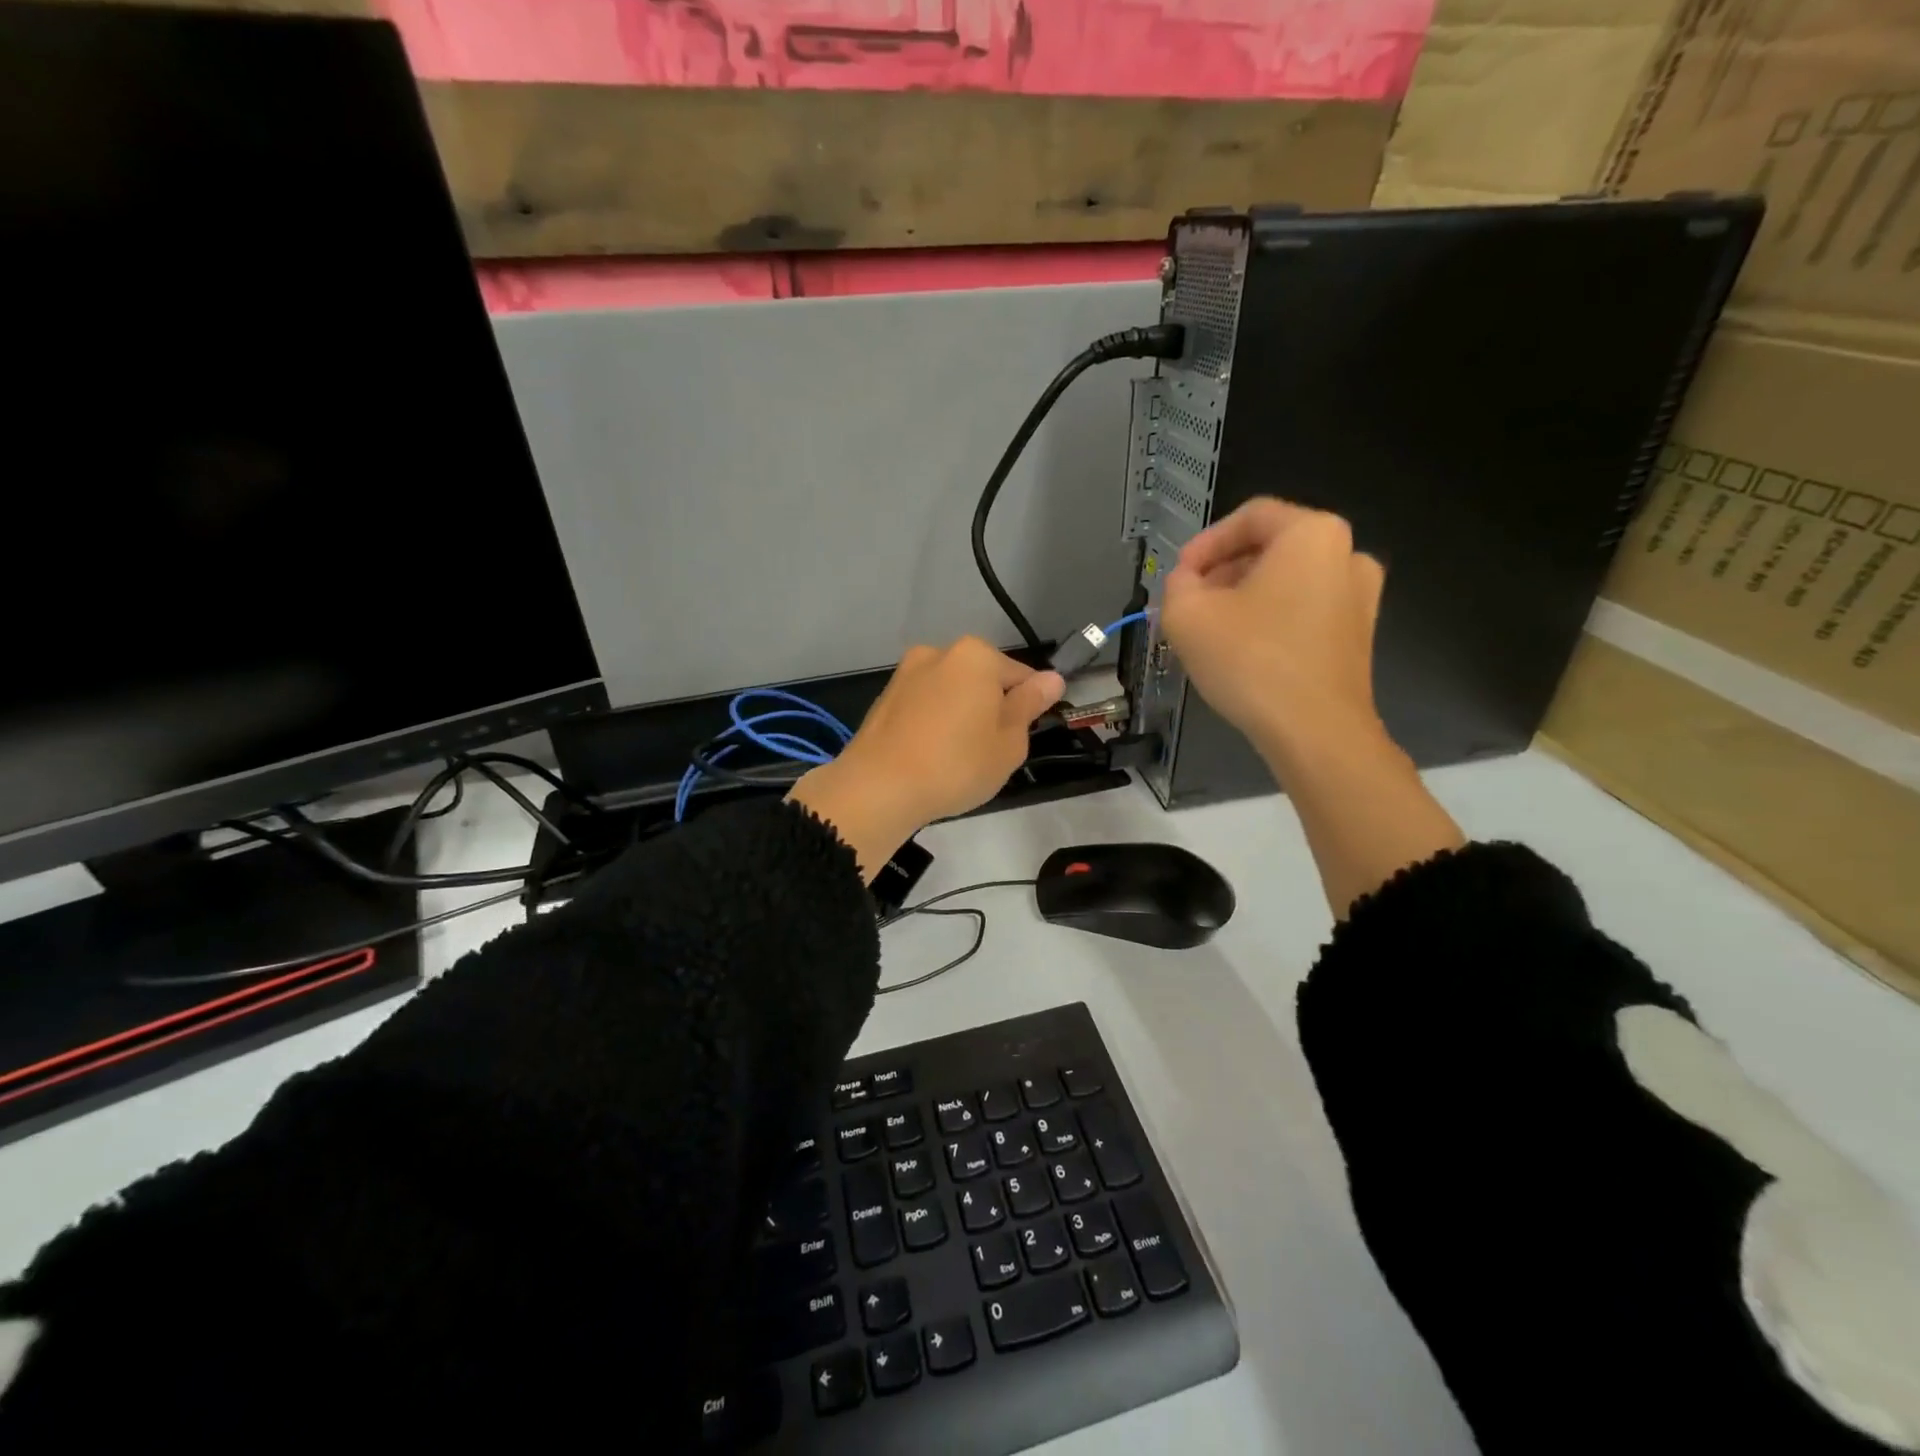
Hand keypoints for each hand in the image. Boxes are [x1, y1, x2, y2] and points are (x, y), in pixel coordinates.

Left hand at [789, 638, 1063, 879]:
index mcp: (976, 655)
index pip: (1021, 675)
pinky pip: (924, 705)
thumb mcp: (1009, 742)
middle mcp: (939, 652)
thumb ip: (1029, 705)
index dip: (1028, 707)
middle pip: (982, 679)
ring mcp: (907, 673)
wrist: (878, 787)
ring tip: (957, 758)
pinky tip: (931, 755)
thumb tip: (1051, 679)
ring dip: (961, 714)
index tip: (1022, 738)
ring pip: (951, 692)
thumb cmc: (956, 765)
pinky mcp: (885, 697)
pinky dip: (934, 722)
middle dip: (991, 708)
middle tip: (991, 752)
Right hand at [1160, 498, 1387, 773]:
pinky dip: (1271, 620)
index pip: (1249, 517)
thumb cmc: (1250, 661)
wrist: (1315, 732)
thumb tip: (1187, 583)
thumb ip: (1177, 584)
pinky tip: (1243, 651)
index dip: (1204, 543)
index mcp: (1312, 534)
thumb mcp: (1187, 615)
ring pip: (1287, 582)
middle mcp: (1347, 554)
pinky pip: (1305, 611)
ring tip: (1210, 630)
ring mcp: (1361, 598)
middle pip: (1271, 548)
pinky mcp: (1359, 636)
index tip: (1179, 575)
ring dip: (1244, 598)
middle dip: (1223, 572)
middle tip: (1190, 603)